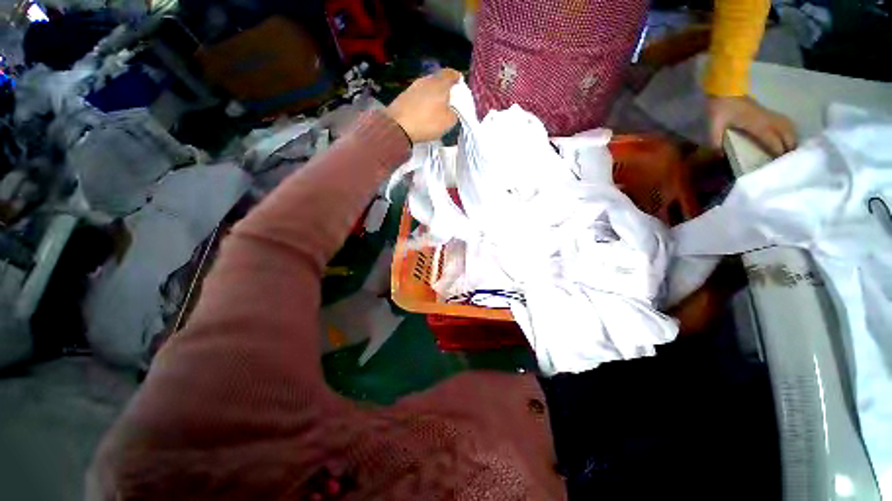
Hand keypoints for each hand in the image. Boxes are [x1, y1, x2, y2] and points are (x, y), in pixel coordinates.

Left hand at [385, 68, 460, 143]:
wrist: (398, 126)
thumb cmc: (427, 122)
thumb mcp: (448, 122)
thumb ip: (454, 113)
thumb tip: (452, 109)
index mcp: (440, 83)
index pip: (451, 74)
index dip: (456, 78)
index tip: (459, 83)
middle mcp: (426, 80)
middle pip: (438, 79)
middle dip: (445, 87)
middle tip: (449, 98)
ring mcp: (414, 86)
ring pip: (428, 87)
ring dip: (433, 94)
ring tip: (437, 106)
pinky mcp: (404, 95)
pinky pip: (419, 94)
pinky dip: (424, 100)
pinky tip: (425, 110)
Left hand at [707, 95, 796, 156]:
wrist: (725, 89)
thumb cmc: (720, 108)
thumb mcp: (713, 127)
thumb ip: (715, 142)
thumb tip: (720, 157)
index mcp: (757, 124)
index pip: (774, 141)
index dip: (779, 153)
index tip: (781, 165)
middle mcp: (768, 119)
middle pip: (787, 135)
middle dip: (790, 148)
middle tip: (789, 162)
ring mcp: (770, 114)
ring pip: (789, 127)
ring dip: (792, 139)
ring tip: (791, 152)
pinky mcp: (768, 112)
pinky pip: (785, 122)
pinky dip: (790, 131)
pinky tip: (787, 138)